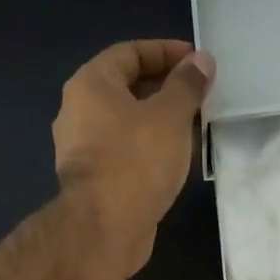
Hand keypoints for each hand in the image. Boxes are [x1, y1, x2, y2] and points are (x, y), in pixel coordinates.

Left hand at [53, 40, 214, 276]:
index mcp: (91, 85)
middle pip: (125, 87)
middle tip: (200, 94)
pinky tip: (173, 157)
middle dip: (164, 87)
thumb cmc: (136, 161)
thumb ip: (187, 85)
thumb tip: (202, 60)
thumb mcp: (170, 116)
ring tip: (193, 125)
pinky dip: (148, 146)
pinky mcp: (92, 179)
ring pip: (125, 121)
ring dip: (158, 119)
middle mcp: (78, 111)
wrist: (104, 228)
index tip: (197, 61)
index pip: (129, 53)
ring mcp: (81, 148)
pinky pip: (124, 150)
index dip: (165, 52)